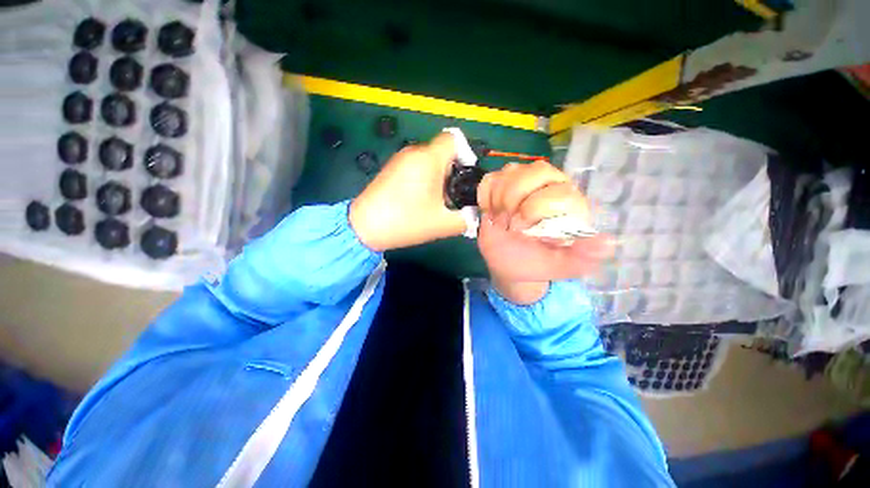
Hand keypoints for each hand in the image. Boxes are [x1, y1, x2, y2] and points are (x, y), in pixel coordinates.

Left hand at [349, 133, 466, 251]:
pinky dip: (424, 178)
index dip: (466, 154)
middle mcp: (414, 152)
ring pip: (429, 160)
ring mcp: (400, 159)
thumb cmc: (406, 221)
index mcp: (429, 159)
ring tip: (436, 200)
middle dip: (453, 171)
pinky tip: (419, 199)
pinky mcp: (391, 168)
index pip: (454, 139)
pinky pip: (415, 166)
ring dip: (438, 176)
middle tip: (452, 196)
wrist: (365, 227)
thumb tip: (474, 213)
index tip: (466, 177)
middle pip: (443, 151)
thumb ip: (467, 218)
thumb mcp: (443, 224)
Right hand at [477, 161, 612, 302]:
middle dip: (515, 199)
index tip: (521, 230)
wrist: (508, 264)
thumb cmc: (536, 263)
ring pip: (511, 171)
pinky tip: (490, 213)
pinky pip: (490, 179)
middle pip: (535, 170)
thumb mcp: (561, 266)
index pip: (558, 189)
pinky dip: (485, 196)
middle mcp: (549, 186)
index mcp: (569, 203)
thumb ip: (583, 256)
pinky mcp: (499, 187)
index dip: (535, 208)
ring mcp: (522, 183)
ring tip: (500, 220)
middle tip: (509, 224)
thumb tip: (607, 242)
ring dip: (499, 199)